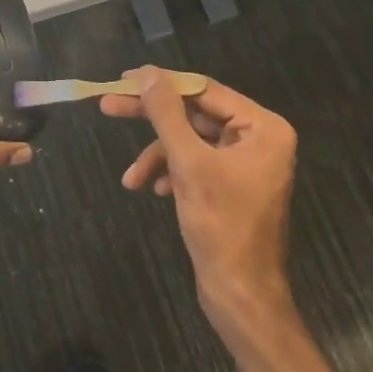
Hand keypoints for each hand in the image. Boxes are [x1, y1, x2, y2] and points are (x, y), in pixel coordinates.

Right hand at [102, 68, 297, 333]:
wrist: (241, 297)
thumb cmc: (221, 226)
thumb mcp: (188, 164)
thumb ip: (167, 115)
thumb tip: (147, 74)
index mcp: (263, 127)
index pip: (204, 91)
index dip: (162, 83)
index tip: (124, 79)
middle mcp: (259, 138)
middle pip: (195, 114)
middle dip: (154, 120)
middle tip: (109, 106)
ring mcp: (246, 162)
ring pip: (191, 141)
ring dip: (159, 156)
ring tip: (132, 178)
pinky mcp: (233, 184)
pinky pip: (196, 163)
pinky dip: (172, 172)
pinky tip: (154, 189)